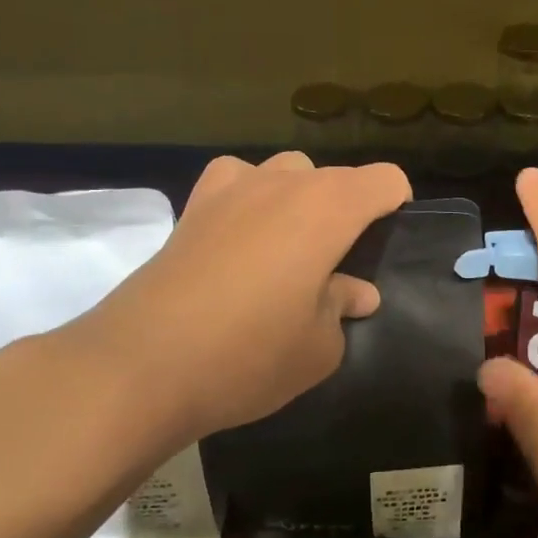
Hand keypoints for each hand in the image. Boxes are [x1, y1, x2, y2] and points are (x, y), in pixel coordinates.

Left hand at [39, 152, 410, 456]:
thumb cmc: (250, 355)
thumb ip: (343, 308)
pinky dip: (249, 199)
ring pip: (285, 172)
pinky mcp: (192, 206)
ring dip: (298, 200)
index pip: (385, 180)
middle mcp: (283, 182)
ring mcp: (232, 188)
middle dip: (346, 210)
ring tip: (288, 251)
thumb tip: (355, 292)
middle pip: (334, 177)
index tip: (386, 247)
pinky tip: (240, 239)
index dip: (396, 207)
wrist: (142, 366)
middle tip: (337, 265)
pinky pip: (236, 182)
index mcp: (329, 207)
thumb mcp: (319, 347)